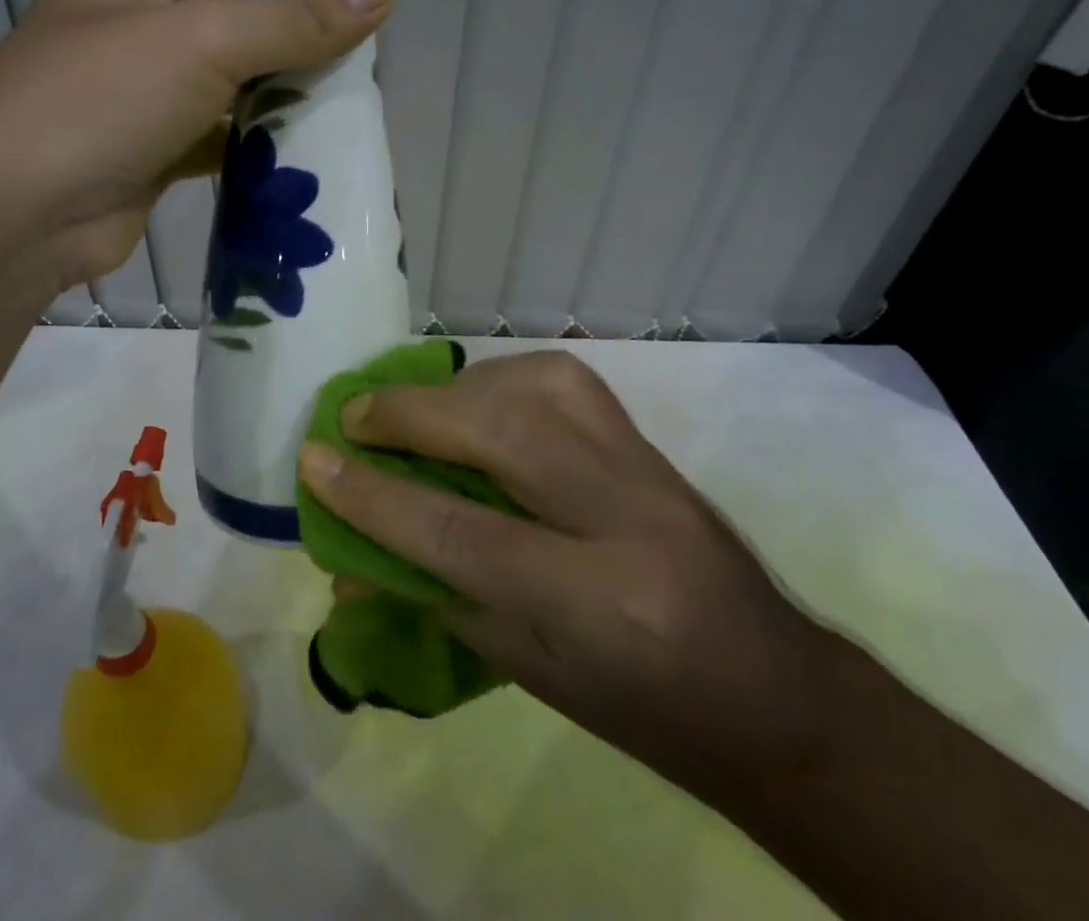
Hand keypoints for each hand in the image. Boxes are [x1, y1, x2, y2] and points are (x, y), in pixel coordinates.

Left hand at [0, 0, 394, 293]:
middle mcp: (130, 33)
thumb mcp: (205, 42)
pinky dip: (251, 153)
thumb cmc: (103, 97)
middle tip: (362, 73)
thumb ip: (297, 20)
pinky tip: (302, 160)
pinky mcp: (146, 160)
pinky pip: (212, 145)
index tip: (359, 14)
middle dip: (292, 55)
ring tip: (347, 115)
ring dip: (276, 108)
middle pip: (232, 34)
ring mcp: (136, 102)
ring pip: (224, 95)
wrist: (13, 215)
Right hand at [298, 351, 832, 811]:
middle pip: (496, 431)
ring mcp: (644, 467)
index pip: (459, 533)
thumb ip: (438, 601)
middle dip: (408, 415)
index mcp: (596, 605)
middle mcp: (623, 517)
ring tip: (415, 410)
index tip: (313, 461)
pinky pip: (562, 379)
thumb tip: (350, 562)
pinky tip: (480, 399)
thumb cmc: (643, 711)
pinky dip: (503, 378)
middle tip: (354, 416)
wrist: (775, 693)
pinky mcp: (648, 440)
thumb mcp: (531, 675)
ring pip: (533, 385)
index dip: (373, 495)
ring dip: (456, 388)